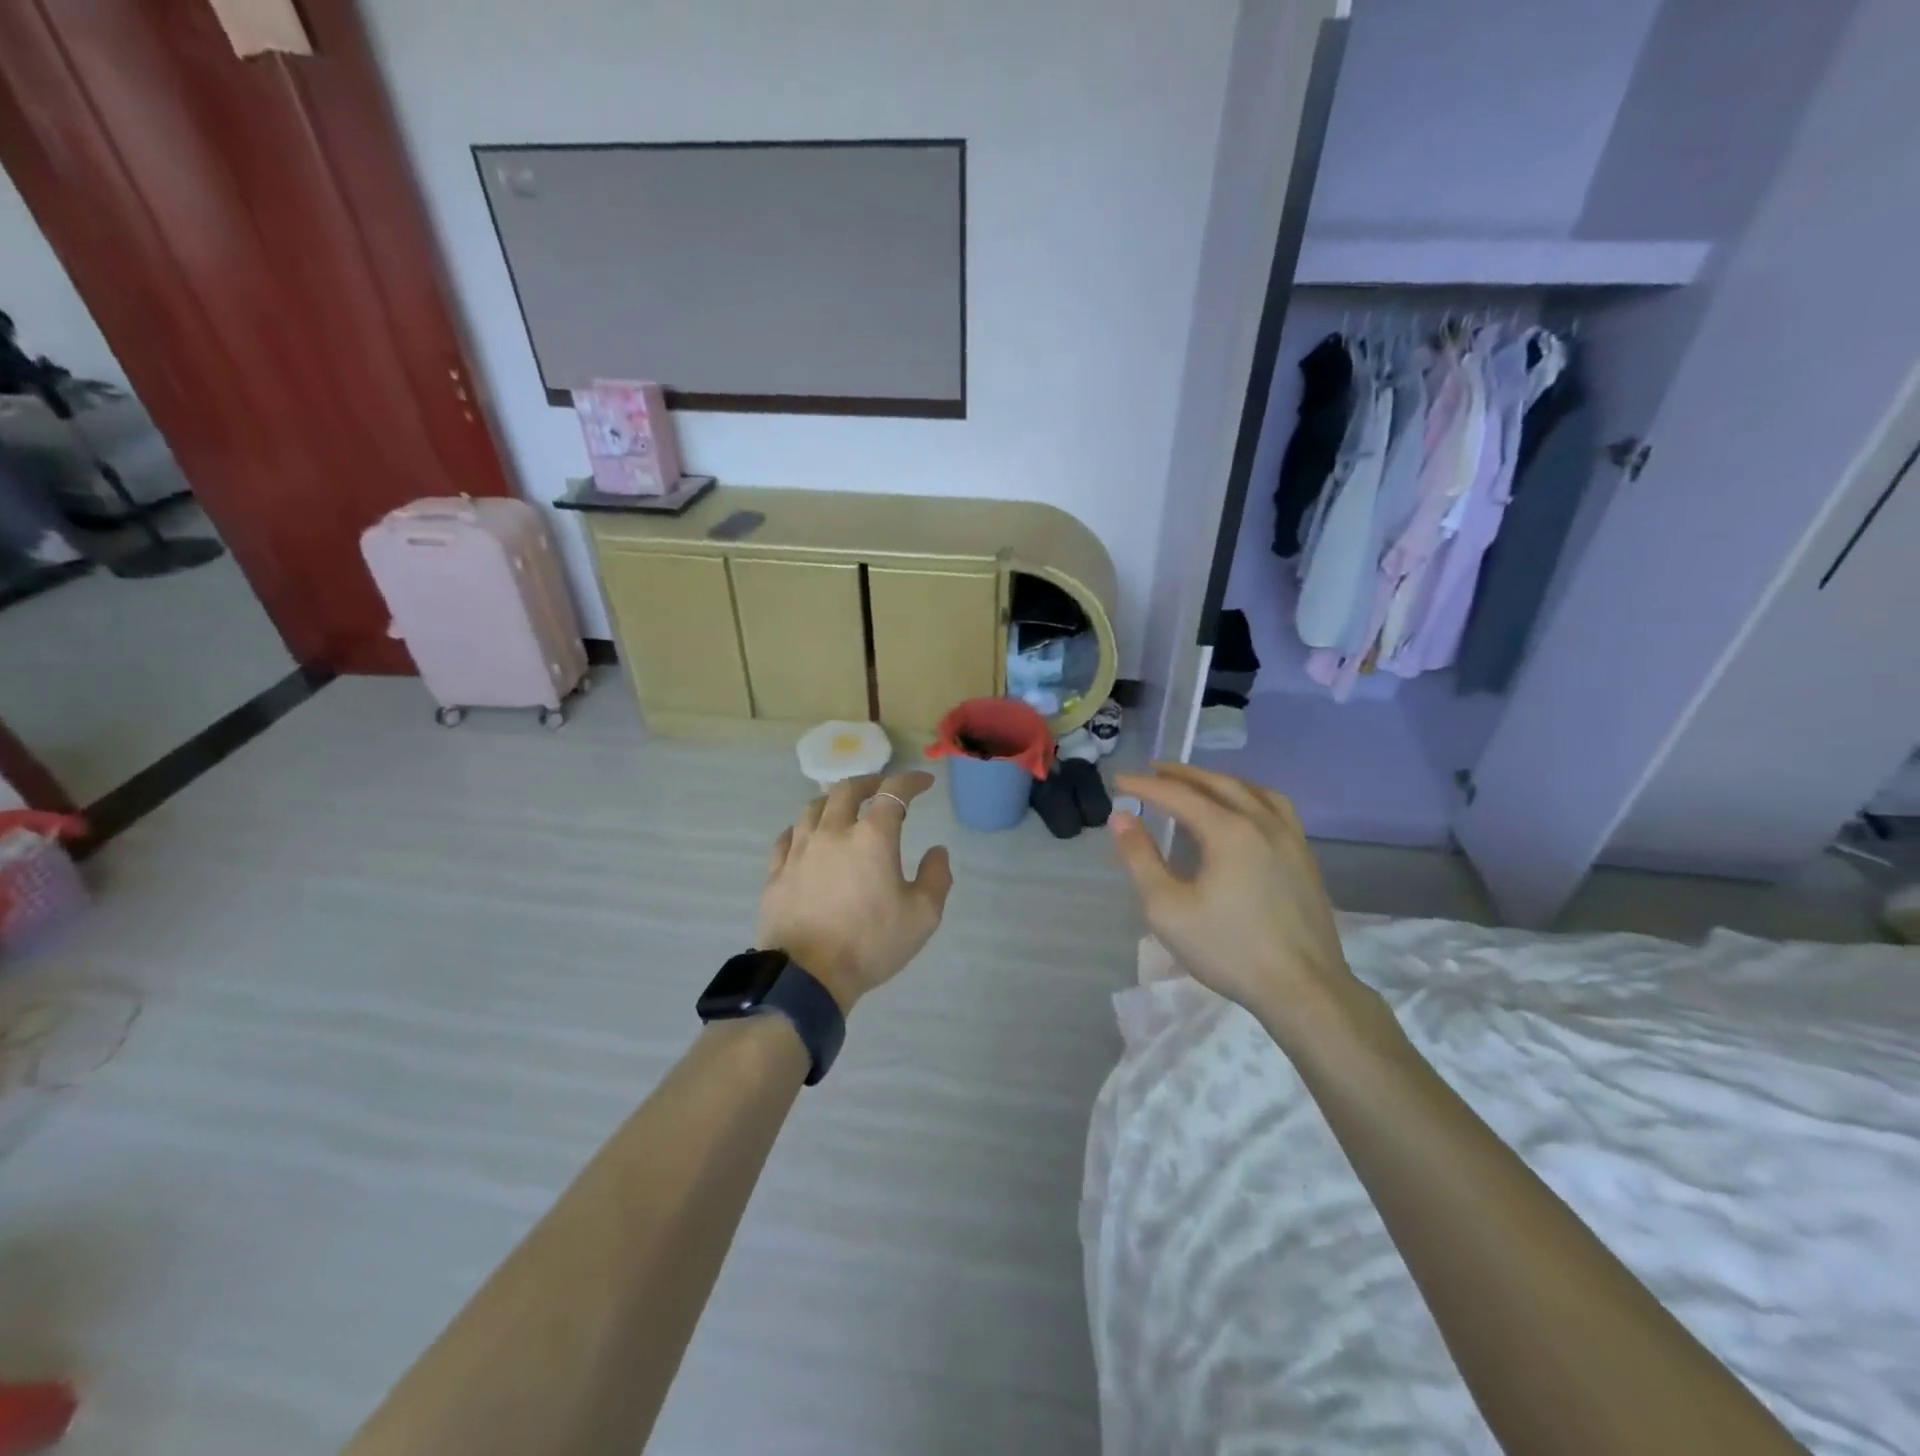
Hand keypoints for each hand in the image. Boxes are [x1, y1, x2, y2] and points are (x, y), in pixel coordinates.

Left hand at [758, 771, 954, 1013]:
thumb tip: (936, 851)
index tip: (924, 782)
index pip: (893, 792)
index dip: (911, 781)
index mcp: (872, 837)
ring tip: (844, 807)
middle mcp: (833, 832)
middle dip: (869, 782)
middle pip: (847, 790)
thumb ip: (936, 877)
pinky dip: (803, 828)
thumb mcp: (923, 916)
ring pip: (813, 808)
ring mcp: (800, 850)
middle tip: (881, 787)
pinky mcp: (777, 872)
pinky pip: (788, 836)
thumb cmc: (871, 943)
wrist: (807, 976)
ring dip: (833, 800)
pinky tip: (807, 835)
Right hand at [1108, 764, 1359, 1035]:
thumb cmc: (1228, 949)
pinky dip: (1250, 796)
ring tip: (1198, 783)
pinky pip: (1276, 808)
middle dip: (1182, 774)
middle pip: (1218, 784)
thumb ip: (1140, 859)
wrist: (1304, 989)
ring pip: (1253, 791)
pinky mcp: (1305, 858)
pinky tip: (1245, 812)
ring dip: (1220, 780)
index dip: (1145, 786)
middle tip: (1154, 770)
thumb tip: (1121, 818)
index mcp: (1229, 831)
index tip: (1119, 781)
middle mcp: (1263, 823)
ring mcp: (1291, 839)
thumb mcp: (1167, 908)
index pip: (1179, 796)